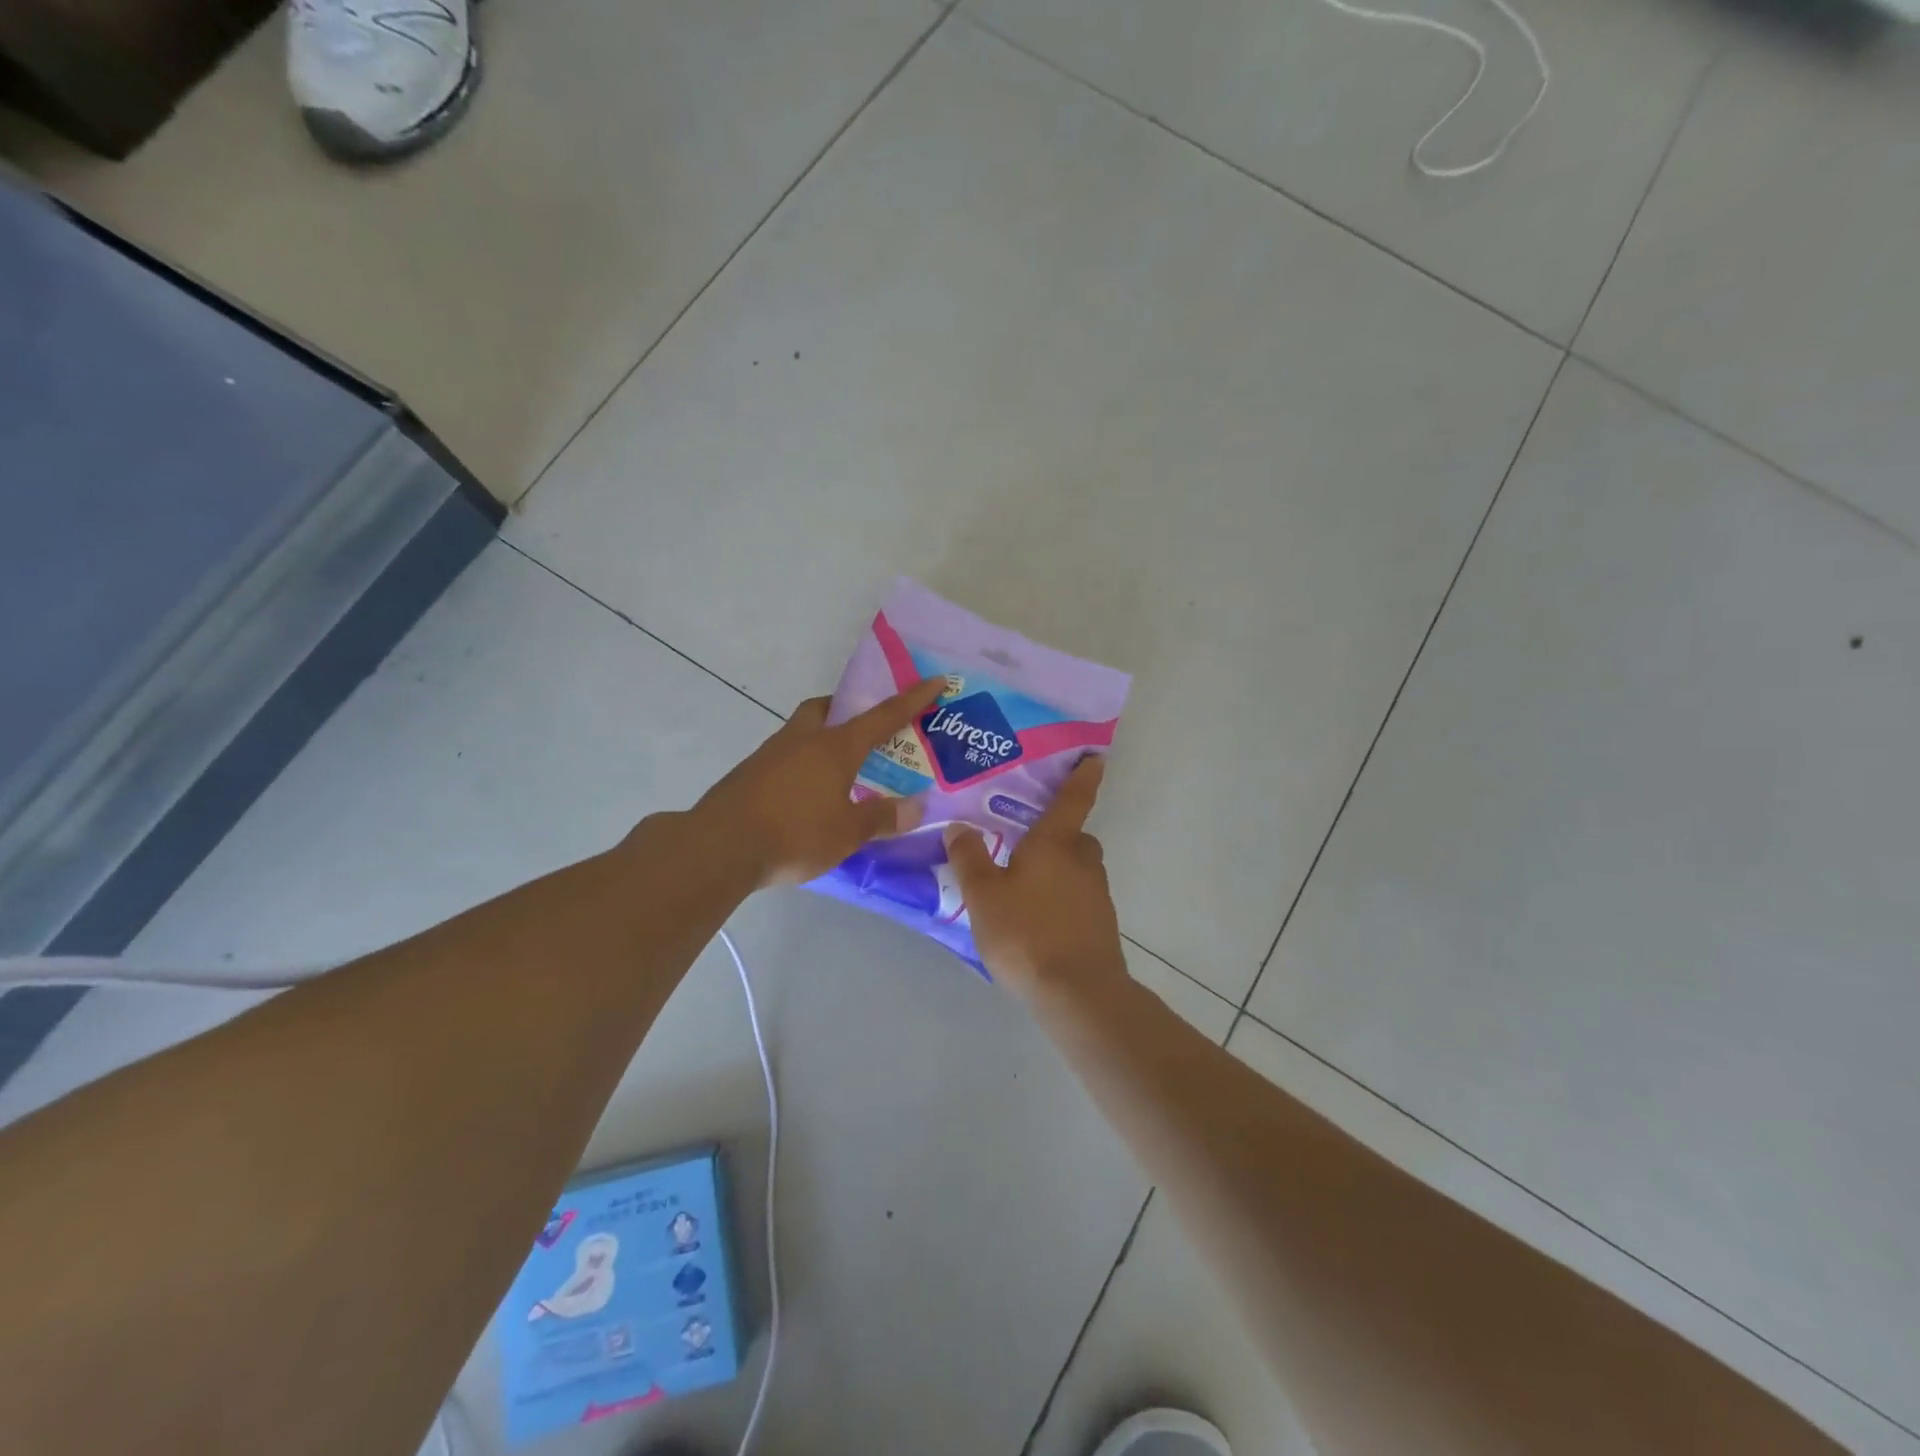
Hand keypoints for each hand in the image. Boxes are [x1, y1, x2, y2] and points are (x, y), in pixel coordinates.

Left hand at [690, 677, 945, 888]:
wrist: (719, 847)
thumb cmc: (794, 834)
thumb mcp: (847, 833)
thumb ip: (882, 817)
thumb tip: (917, 807)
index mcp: (835, 747)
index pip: (883, 715)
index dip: (913, 698)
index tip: (935, 679)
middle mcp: (803, 740)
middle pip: (826, 708)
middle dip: (845, 709)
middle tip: (863, 730)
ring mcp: (771, 754)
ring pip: (802, 732)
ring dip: (821, 739)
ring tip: (838, 771)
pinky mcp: (749, 774)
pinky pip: (784, 757)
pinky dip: (801, 765)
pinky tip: (805, 795)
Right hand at [943, 756, 1126, 995]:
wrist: (1077, 992)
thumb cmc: (1026, 933)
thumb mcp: (983, 895)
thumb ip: (969, 858)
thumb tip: (959, 826)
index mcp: (1055, 844)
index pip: (1072, 800)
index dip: (1083, 777)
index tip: (1096, 757)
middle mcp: (1082, 862)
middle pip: (1075, 838)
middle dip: (1058, 836)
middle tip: (1028, 844)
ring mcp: (1096, 895)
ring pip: (1078, 870)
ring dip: (1059, 871)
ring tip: (1025, 889)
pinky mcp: (1100, 926)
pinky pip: (1079, 900)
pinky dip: (1063, 901)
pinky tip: (1039, 922)